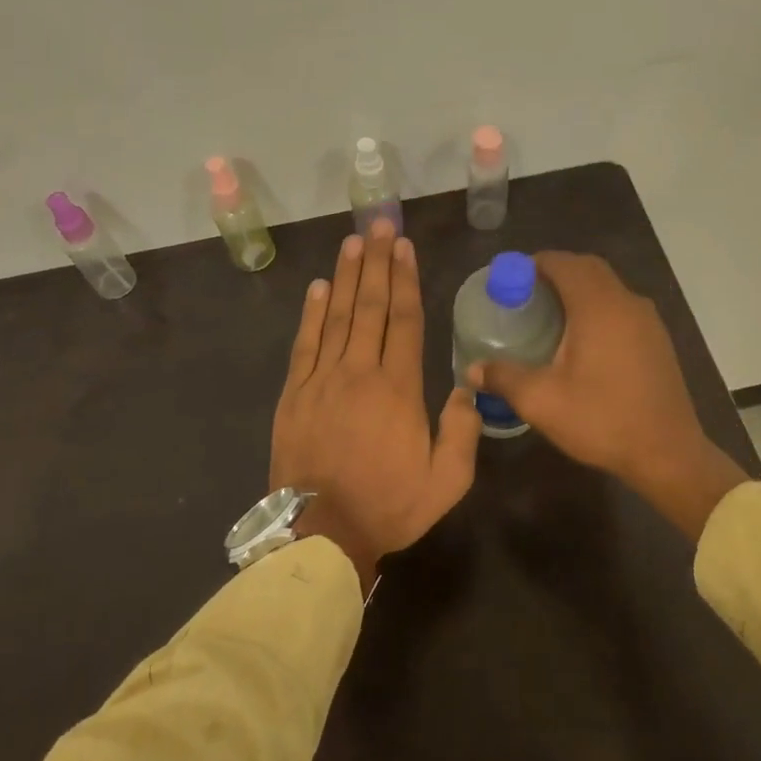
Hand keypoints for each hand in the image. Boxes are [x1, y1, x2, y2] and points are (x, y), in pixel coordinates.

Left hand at [270, 220, 481, 593]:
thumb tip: (466, 388)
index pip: (403, 320)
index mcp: (398, 388)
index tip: (404, 247)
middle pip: (369, 306)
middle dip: (376, 262)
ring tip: (352, 243)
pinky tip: (318, 287)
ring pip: (336, 316)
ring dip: (345, 277)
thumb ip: (462, 432)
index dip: (404, 280)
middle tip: (378, 225)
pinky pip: (304, 344)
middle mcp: (359, 372)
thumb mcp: (446, 482)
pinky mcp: (294, 393)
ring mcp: (322, 380)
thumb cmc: (388, 506)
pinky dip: (311, 313)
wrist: (320, 534)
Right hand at [467, 252, 746, 539]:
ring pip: (608, 286)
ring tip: (550, 313)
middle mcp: (626, 302)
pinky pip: (621, 306)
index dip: (534, 263)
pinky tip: (582, 338)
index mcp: (598, 307)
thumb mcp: (542, 402)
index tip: (510, 278)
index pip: (564, 263)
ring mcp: (647, 320)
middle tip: (526, 292)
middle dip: (556, 271)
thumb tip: (473, 370)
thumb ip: (504, 378)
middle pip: (588, 268)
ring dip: (579, 288)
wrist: (668, 454)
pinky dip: (597, 306)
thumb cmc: (602, 420)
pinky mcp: (657, 339)